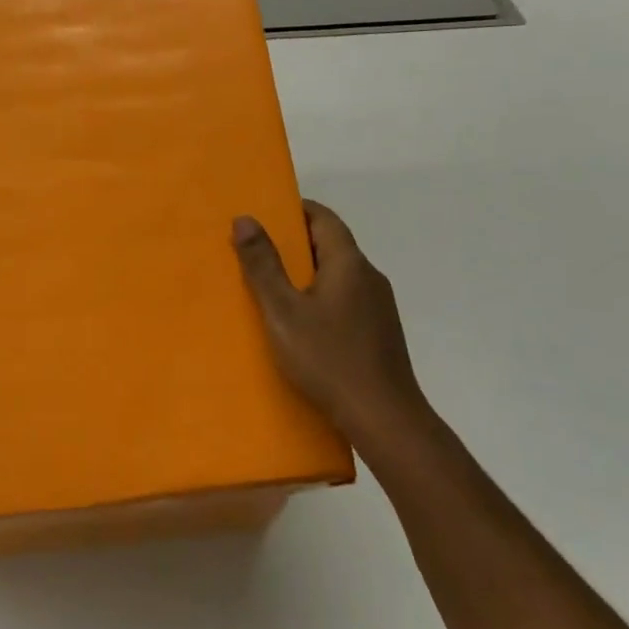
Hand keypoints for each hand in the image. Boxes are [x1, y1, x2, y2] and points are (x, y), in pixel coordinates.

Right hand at [232, 200, 435, 465]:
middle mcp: (369, 277)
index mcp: (349, 263)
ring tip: (271, 286)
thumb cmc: (328, 358)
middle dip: (295, 243)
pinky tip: (300, 322)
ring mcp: (379, 306)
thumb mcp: (283, 311)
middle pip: (332, 245)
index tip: (264, 214)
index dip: (295, 210)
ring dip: (307, 272)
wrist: (384, 418)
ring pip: (338, 275)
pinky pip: (345, 299)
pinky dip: (320, 297)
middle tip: (256, 250)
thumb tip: (245, 218)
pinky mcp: (378, 332)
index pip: (324, 218)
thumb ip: (263, 265)